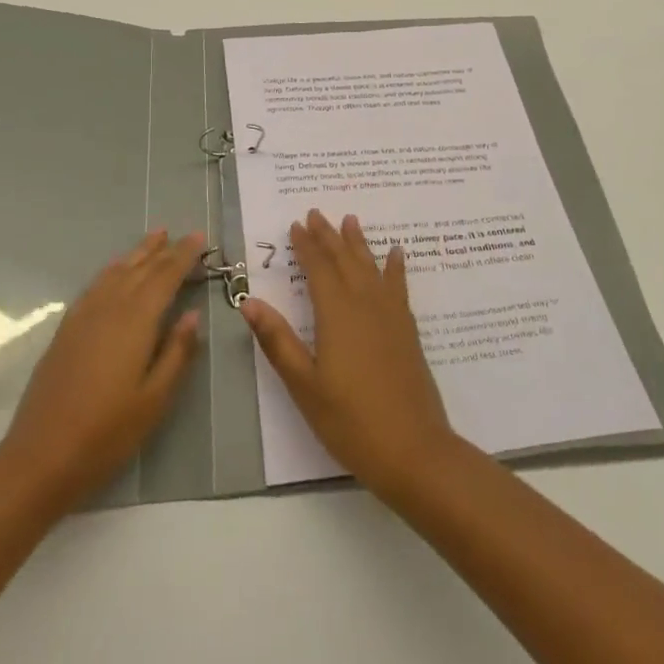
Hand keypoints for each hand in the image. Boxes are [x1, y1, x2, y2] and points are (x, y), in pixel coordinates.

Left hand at [0, 230, 204, 513]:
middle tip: (183, 234)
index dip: (184, 256)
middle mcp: (109, 309)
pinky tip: (117, 272)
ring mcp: (83, 317)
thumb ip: (177, 353)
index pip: (165, 277)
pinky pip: (95, 286)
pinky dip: (112, 271)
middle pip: (140, 269)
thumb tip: (193, 315)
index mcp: (135, 322)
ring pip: (116, 273)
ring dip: (138, 254)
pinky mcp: (66, 330)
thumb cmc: (107, 433)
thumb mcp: (155, 399)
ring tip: (155, 238)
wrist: (40, 457)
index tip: (200, 238)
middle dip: (164, 250)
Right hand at [240, 210, 456, 495]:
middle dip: (329, 236)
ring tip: (351, 220)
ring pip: (371, 267)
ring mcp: (391, 316)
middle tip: (317, 213)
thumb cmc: (350, 421)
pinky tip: (396, 254)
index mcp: (337, 314)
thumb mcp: (304, 385)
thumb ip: (278, 340)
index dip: (306, 246)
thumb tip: (249, 301)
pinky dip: (395, 267)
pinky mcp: (407, 330)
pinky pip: (399, 286)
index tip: (296, 224)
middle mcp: (365, 304)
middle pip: (345, 260)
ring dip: (359, 243)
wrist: (414, 450)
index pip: (318, 269)